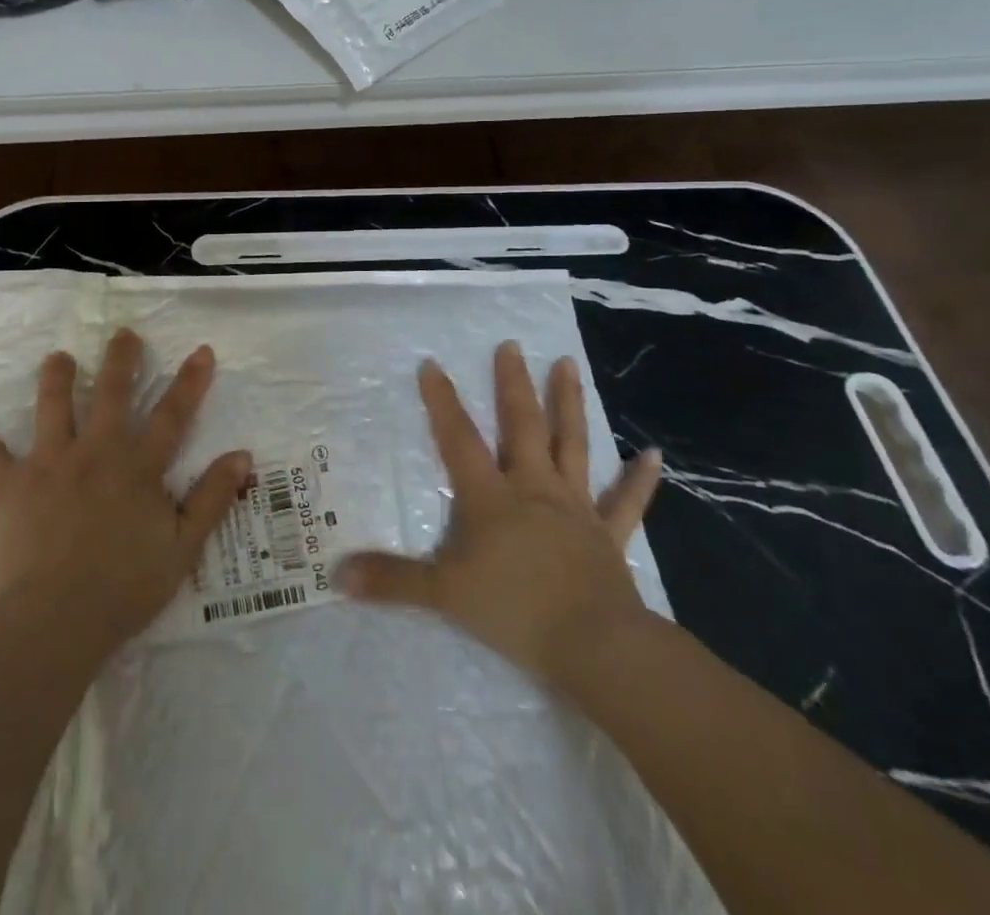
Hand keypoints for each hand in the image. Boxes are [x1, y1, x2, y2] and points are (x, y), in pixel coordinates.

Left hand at [0, 328, 252, 649]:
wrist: (55, 620)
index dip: (190, 382)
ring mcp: (50, 464)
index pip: (173, 415)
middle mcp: (96, 452)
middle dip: (121, 359)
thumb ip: (212, 498)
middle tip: (123, 334)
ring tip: (59, 358)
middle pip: (112, 394)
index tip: (201, 350)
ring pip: (53, 407)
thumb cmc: (124, 588)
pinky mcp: (11, 486)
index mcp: (138, 467)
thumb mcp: (183, 547)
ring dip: (57, 377)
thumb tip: (242, 455)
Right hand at [339, 342, 663, 687]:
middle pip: (521, 425)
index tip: (432, 364)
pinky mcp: (608, 535)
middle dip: (512, 383)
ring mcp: (574, 507)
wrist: (594, 645)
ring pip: (571, 444)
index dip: (443, 401)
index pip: (459, 438)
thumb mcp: (443, 594)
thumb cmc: (515, 611)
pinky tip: (652, 454)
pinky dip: (639, 479)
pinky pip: (626, 502)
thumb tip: (337, 575)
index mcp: (491, 496)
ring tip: (567, 364)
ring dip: (569, 403)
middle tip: (511, 345)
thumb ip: (392, 581)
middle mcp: (532, 488)